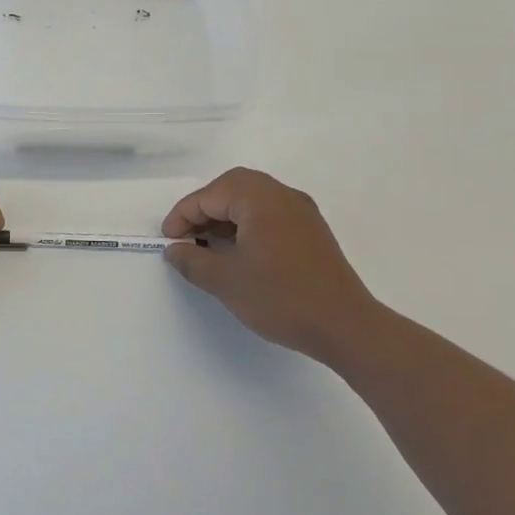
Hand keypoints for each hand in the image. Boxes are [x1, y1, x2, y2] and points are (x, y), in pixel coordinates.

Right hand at [162, 167, 380, 362]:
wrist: (345, 326)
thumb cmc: (280, 298)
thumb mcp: (225, 281)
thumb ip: (192, 260)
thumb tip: (175, 249)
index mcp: (259, 198)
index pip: (209, 195)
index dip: (183, 216)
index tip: (169, 241)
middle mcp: (282, 195)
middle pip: (232, 188)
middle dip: (204, 209)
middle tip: (187, 237)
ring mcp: (302, 212)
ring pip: (252, 200)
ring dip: (226, 217)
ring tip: (208, 246)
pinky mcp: (312, 231)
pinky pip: (270, 215)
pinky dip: (247, 225)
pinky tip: (239, 253)